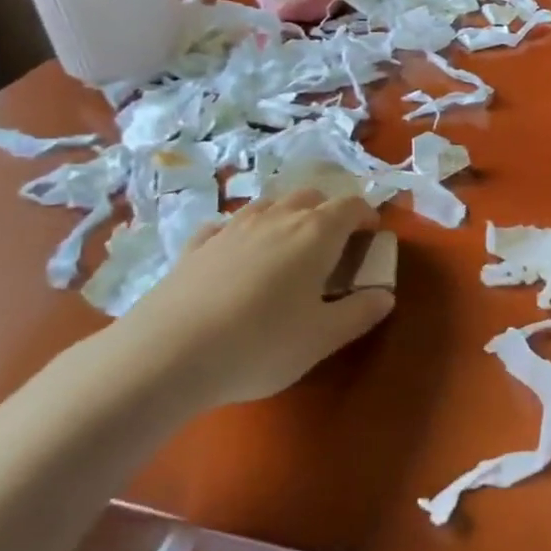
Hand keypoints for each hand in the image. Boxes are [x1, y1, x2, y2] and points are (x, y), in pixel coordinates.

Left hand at [97, 191, 393, 409]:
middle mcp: (276, 219)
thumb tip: (384, 295)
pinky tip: (237, 254)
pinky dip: (242, 232)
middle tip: (334, 245)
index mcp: (315, 234)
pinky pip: (226, 225)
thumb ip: (360, 313)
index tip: (372, 237)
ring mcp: (231, 229)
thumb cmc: (261, 344)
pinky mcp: (195, 247)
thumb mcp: (323, 338)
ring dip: (287, 216)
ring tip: (289, 247)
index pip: (351, 206)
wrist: (167, 354)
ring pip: (268, 205)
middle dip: (329, 212)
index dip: (367, 216)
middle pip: (310, 197)